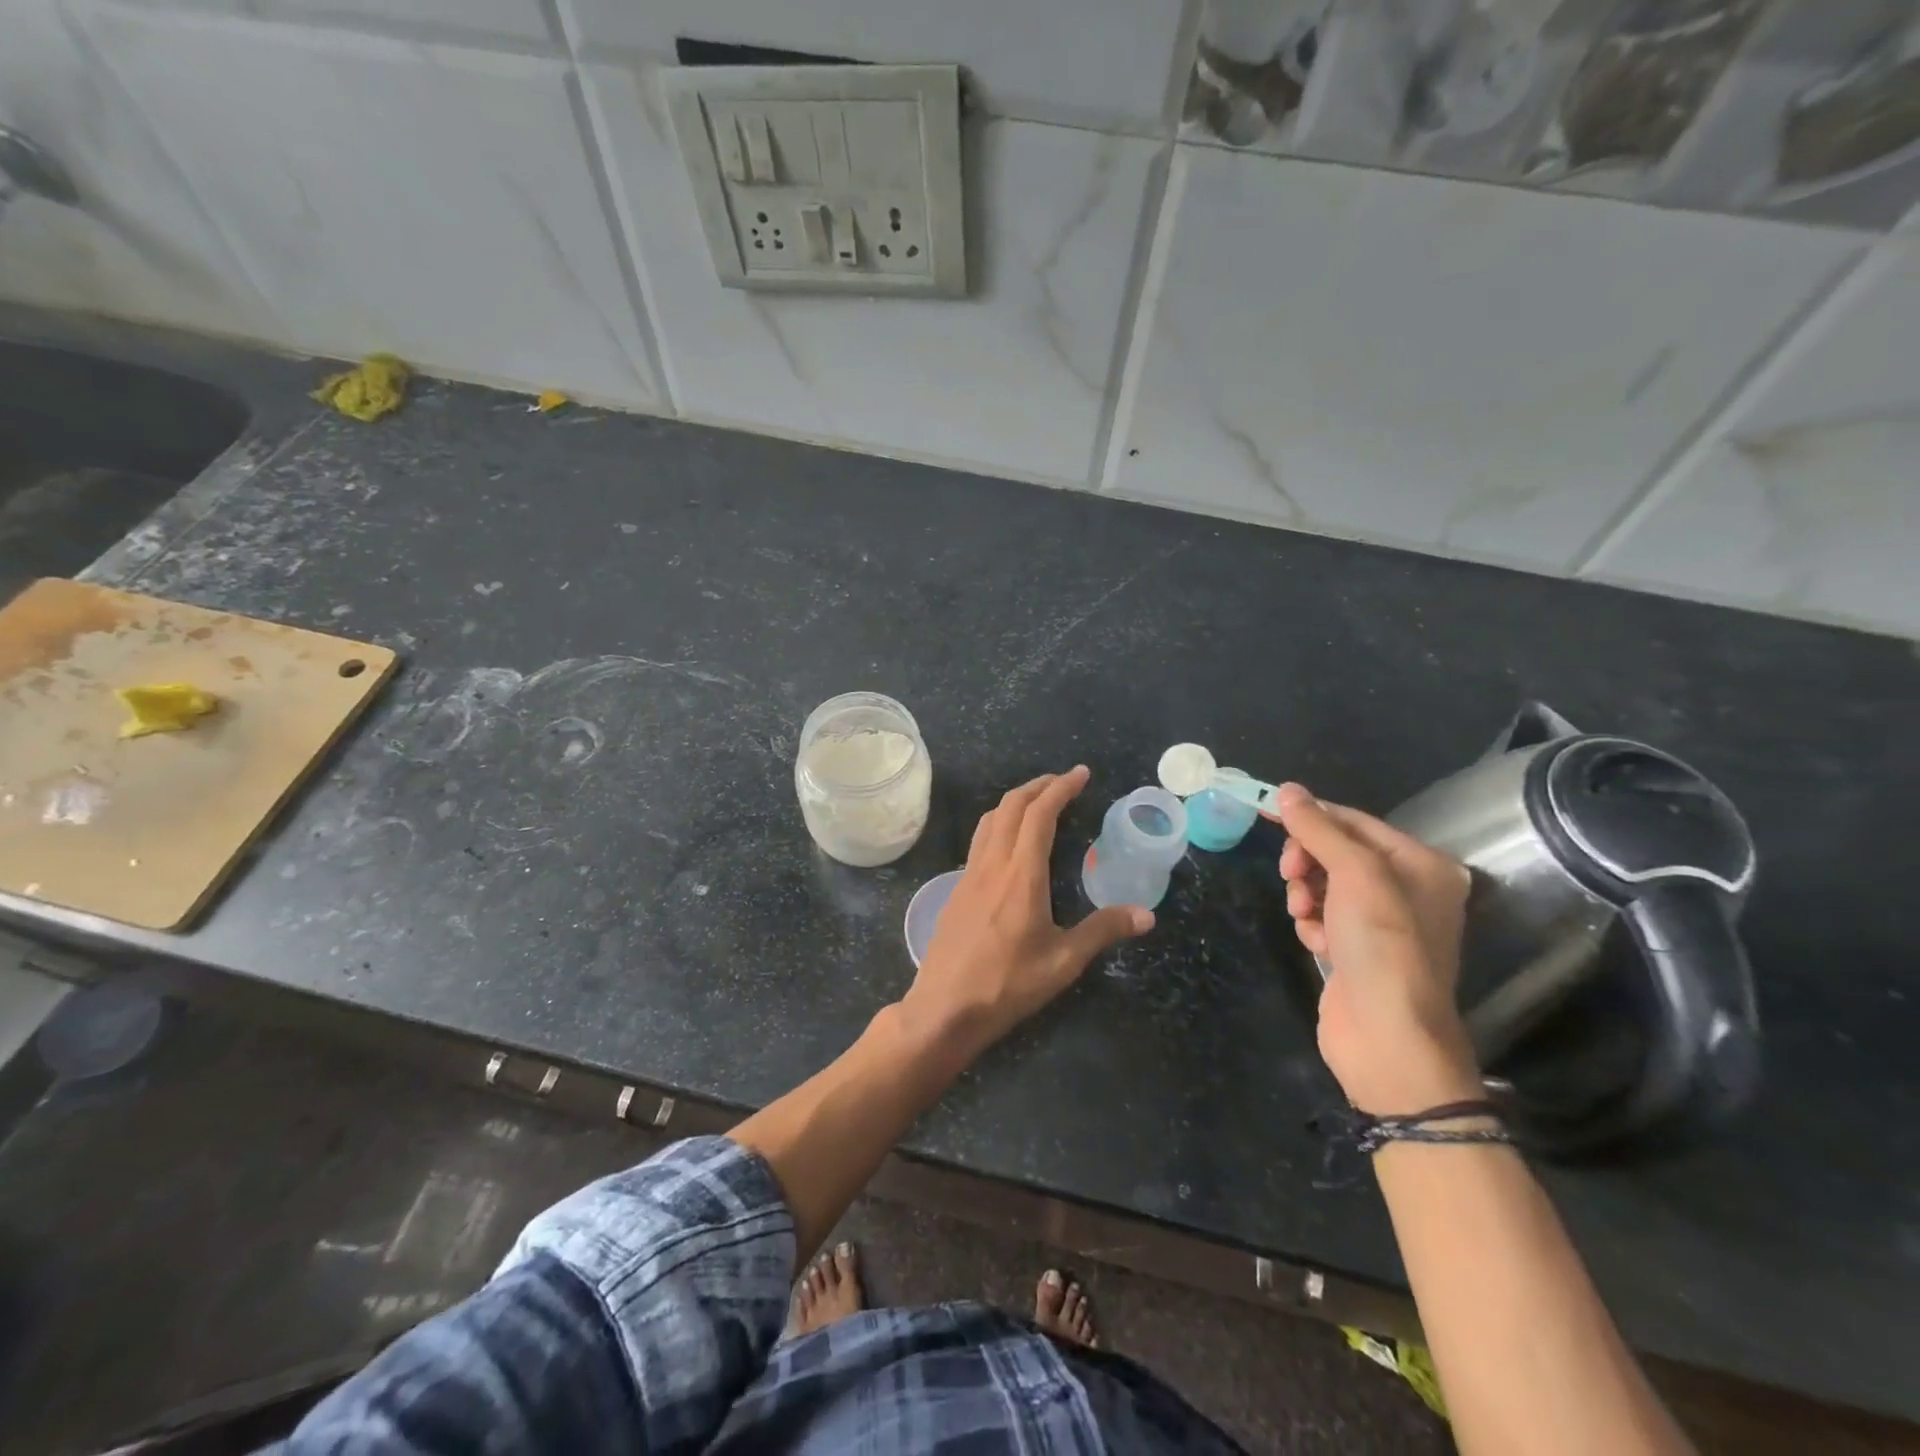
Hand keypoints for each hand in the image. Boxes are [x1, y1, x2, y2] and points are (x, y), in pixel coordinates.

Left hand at [901, 766, 1151, 1060]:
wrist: (943, 1008)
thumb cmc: (1007, 984)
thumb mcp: (1063, 962)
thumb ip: (1103, 931)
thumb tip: (1147, 914)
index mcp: (1021, 874)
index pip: (1040, 814)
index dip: (1061, 788)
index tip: (1081, 774)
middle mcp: (992, 864)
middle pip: (1010, 806)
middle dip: (1038, 786)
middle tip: (1063, 782)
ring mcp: (968, 875)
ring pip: (989, 821)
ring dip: (1014, 802)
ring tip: (1037, 803)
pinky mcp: (956, 890)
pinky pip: (979, 841)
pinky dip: (999, 825)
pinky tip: (1010, 846)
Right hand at [1275, 783, 1480, 1114]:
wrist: (1387, 1037)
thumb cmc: (1382, 945)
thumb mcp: (1353, 875)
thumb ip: (1320, 830)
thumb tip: (1288, 791)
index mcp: (1422, 865)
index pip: (1355, 822)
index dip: (1311, 815)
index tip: (1265, 809)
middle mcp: (1408, 890)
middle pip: (1337, 853)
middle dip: (1307, 861)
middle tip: (1290, 875)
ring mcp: (1382, 924)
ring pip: (1323, 885)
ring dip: (1305, 894)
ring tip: (1305, 916)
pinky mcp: (1357, 951)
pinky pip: (1323, 917)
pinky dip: (1312, 925)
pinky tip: (1316, 944)